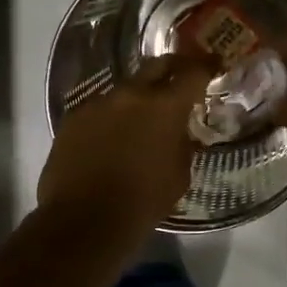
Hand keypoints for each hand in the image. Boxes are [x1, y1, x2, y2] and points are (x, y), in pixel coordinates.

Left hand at [38, 53, 216, 232]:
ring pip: (125, 89)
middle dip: (172, 68)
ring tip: (141, 119)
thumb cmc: (142, 202)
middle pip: (156, 65)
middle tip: (180, 78)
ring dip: (138, 98)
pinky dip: (111, 117)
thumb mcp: (179, 175)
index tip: (213, 65)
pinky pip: (100, 109)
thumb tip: (180, 132)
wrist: (83, 220)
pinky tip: (111, 138)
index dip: (205, 67)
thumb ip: (183, 144)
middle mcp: (131, 94)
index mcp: (165, 107)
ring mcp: (98, 103)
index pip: (192, 73)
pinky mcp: (73, 117)